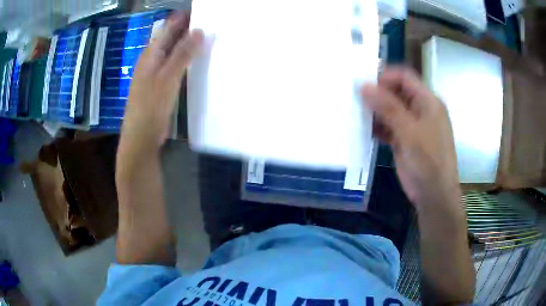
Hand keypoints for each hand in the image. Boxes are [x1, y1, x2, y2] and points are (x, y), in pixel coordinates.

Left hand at [120, 11, 202, 154]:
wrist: (141, 138)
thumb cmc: (151, 107)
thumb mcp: (167, 78)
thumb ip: (182, 54)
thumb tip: (200, 30)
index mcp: (151, 53)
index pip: (168, 27)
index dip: (184, 18)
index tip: (205, 13)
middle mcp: (152, 59)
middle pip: (171, 37)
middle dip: (188, 29)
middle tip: (212, 24)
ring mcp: (156, 72)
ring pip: (174, 51)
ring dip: (188, 44)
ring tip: (208, 38)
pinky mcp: (161, 84)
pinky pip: (175, 65)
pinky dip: (186, 59)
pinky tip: (197, 60)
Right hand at [362, 67, 460, 212]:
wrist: (433, 194)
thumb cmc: (428, 161)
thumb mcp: (409, 132)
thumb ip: (387, 107)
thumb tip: (363, 85)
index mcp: (427, 101)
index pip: (404, 77)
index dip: (385, 77)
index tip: (363, 83)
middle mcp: (420, 109)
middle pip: (396, 92)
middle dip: (376, 94)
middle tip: (354, 98)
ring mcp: (412, 125)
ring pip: (390, 110)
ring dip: (374, 111)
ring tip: (354, 112)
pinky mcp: (404, 140)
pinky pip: (388, 127)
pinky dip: (376, 127)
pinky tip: (362, 130)